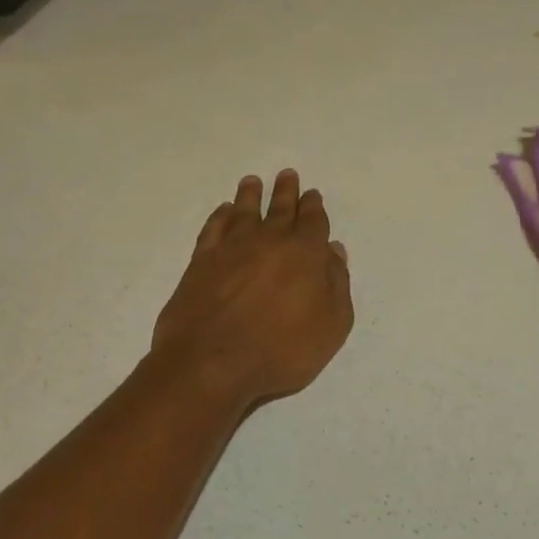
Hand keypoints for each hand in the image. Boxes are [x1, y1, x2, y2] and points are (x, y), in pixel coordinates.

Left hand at [152, 170, 353, 408]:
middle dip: (286, 192)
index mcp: (306, 253)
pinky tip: (224, 211)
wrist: (211, 363)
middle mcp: (269, 241)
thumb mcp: (331, 326)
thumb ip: (337, 285)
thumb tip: (333, 251)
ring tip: (253, 182)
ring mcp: (231, 248)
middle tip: (287, 175)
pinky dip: (221, 215)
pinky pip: (214, 227)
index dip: (314, 207)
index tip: (312, 195)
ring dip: (251, 195)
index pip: (313, 221)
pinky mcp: (201, 261)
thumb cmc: (281, 350)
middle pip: (280, 209)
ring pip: (245, 211)